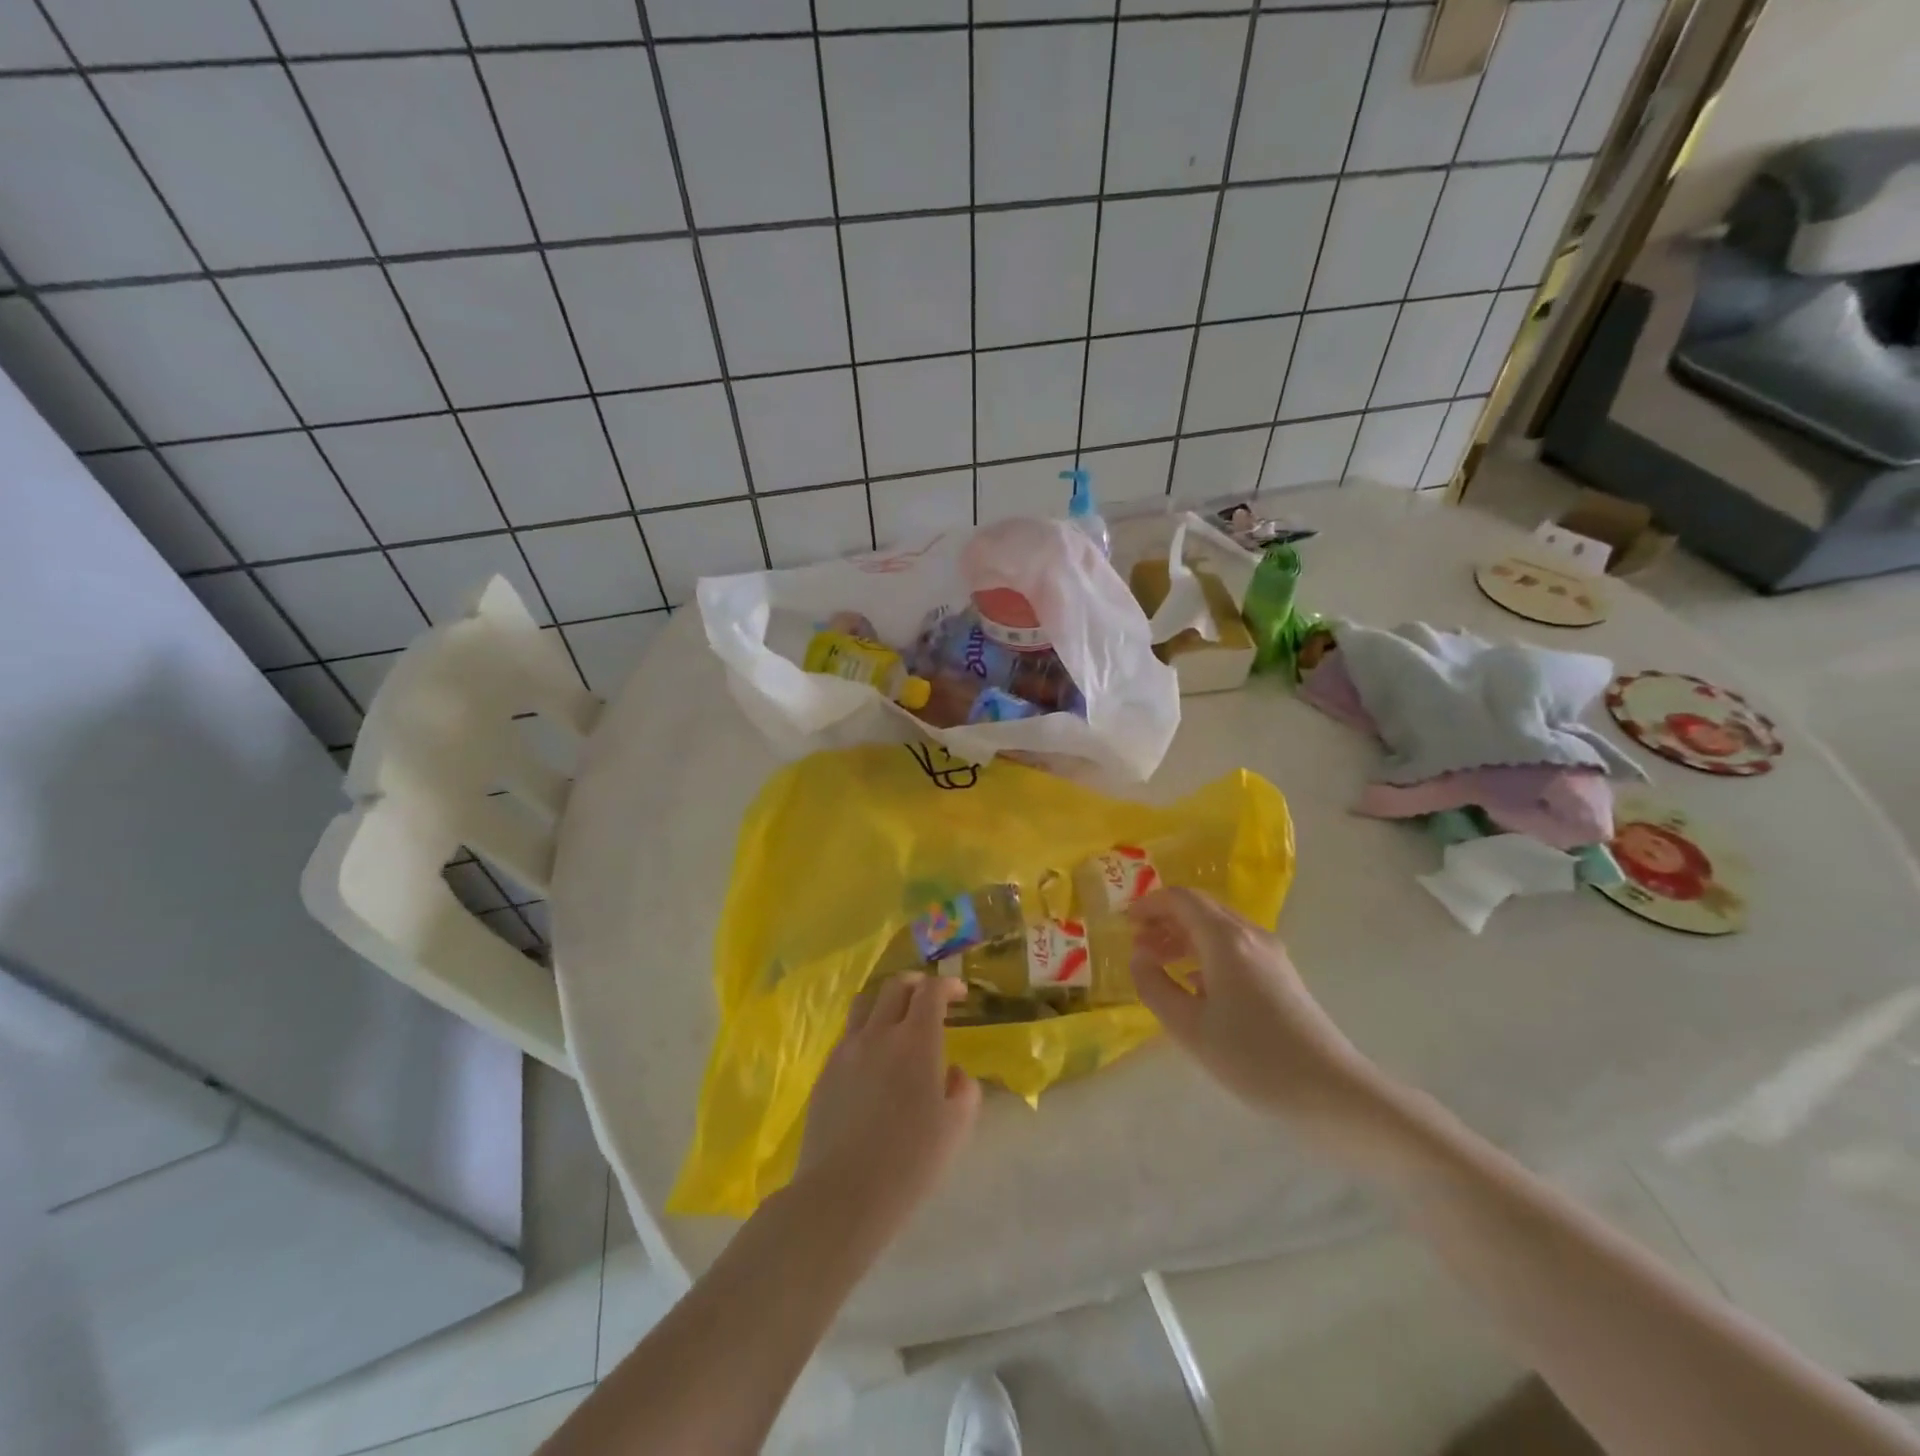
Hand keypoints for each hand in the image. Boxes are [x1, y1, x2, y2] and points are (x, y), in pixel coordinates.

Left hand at [799, 974, 979, 1235]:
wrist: (842, 1194)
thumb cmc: (910, 1161)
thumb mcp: (956, 1128)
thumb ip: (964, 1090)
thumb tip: (953, 1072)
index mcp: (916, 1041)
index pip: (931, 992)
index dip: (947, 986)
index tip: (959, 994)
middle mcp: (879, 1033)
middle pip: (896, 986)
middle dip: (917, 984)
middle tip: (930, 999)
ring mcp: (847, 1050)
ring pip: (865, 1003)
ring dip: (886, 1000)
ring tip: (897, 1018)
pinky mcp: (826, 1071)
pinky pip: (848, 1034)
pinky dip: (866, 1030)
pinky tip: (874, 1058)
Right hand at [1128, 888, 1394, 1153]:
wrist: (1331, 1092)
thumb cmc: (1253, 1057)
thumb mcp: (1189, 1027)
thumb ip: (1154, 986)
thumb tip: (1138, 957)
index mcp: (1226, 939)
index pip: (1181, 899)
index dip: (1149, 904)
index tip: (1124, 923)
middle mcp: (1249, 935)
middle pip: (1200, 909)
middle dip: (1165, 920)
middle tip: (1137, 946)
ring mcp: (1270, 954)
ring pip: (1217, 928)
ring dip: (1184, 937)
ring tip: (1158, 964)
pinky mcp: (1281, 975)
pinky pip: (1234, 948)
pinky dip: (1205, 954)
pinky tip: (1193, 986)